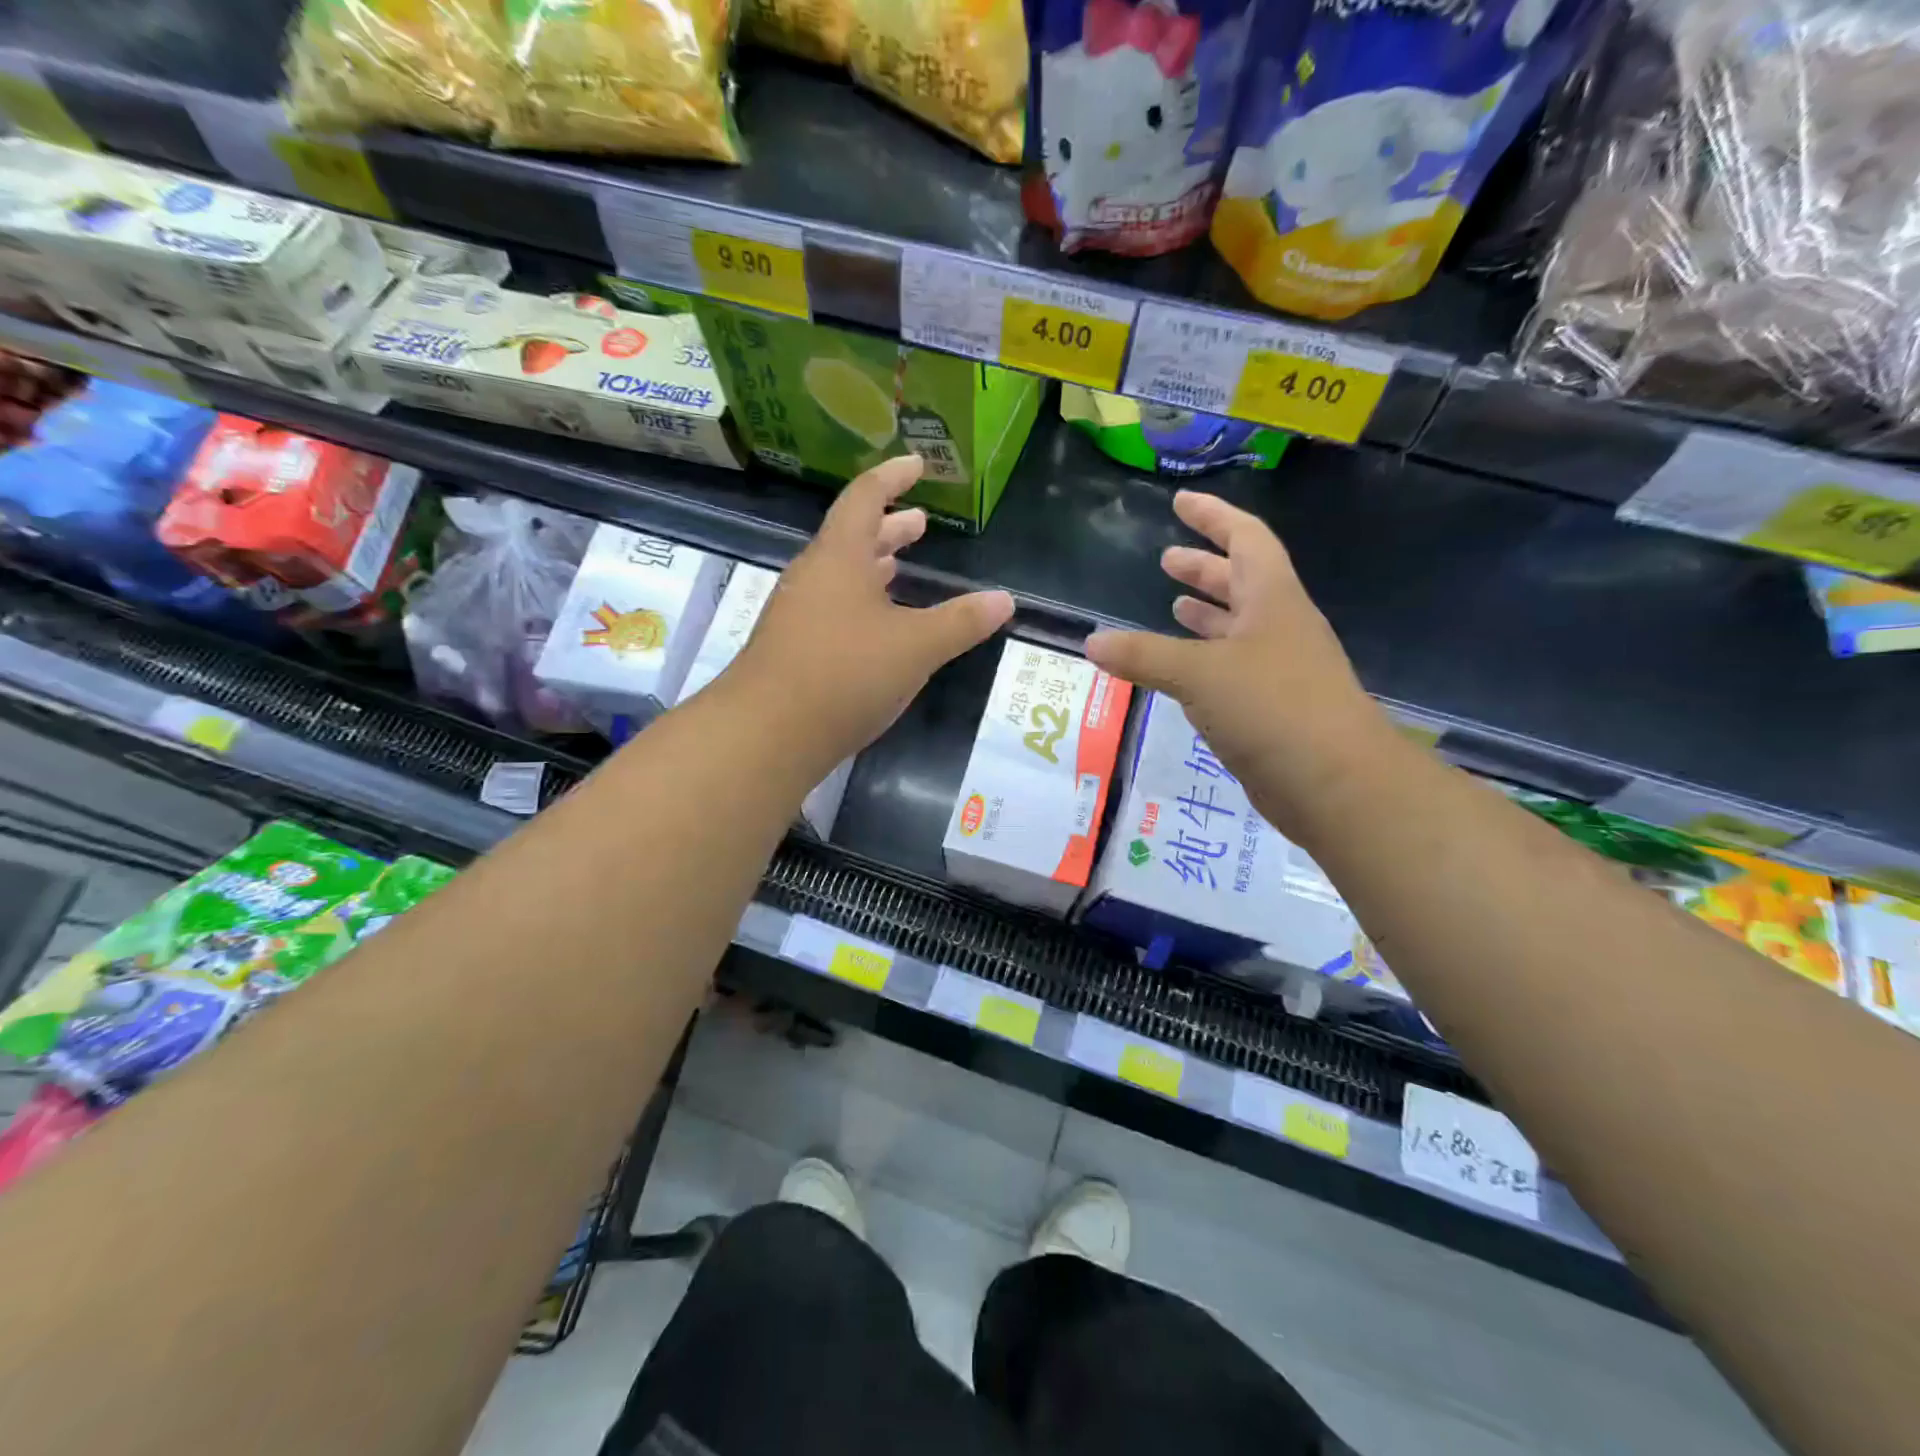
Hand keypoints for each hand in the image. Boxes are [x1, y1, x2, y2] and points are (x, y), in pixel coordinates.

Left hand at [736, 455, 1014, 769]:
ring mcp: (796, 614)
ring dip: (872, 567)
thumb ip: (961, 623)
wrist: (766, 734)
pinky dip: (859, 603)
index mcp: (839, 558)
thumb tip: (1005, 600)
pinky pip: (830, 609)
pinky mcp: (791, 649)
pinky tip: (875, 629)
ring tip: (900, 566)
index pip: (866, 499)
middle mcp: (812, 577)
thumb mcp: (915, 647)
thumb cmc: (844, 674)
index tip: (917, 464)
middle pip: (851, 538)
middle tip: (920, 523)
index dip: (893, 478)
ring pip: (840, 576)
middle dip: (888, 528)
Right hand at [1084, 491, 1389, 828]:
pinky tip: (1182, 673)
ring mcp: (1281, 670)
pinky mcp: (1274, 709)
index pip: (1246, 539)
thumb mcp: (1198, 674)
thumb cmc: (1271, 708)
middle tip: (1166, 560)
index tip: (1181, 502)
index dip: (1214, 516)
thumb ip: (1142, 656)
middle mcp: (1280, 627)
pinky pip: (1234, 670)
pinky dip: (1206, 661)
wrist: (1336, 784)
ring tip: (1172, 607)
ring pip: (1239, 628)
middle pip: (1242, 582)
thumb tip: (1091, 643)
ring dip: (1207, 614)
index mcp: (1272, 600)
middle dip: (1205, 569)